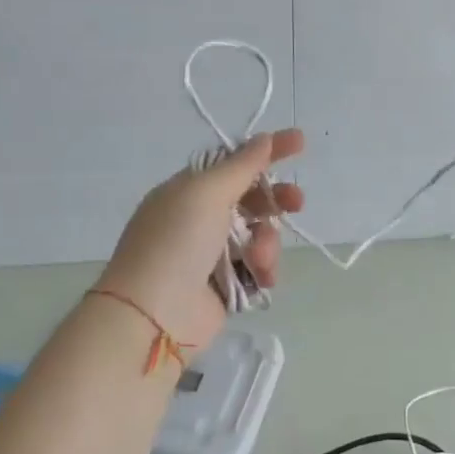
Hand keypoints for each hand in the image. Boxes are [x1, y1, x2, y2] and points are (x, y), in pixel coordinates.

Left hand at [97, 129, 304, 354]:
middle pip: (250, 200)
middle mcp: (199, 219)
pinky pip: (257, 268)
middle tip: (297, 202)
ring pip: (259, 236)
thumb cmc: (176, 242)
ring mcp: (211, 254)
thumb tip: (262, 139)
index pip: (233, 162)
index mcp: (188, 191)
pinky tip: (262, 278)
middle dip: (276, 200)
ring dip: (267, 243)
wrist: (154, 315)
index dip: (266, 151)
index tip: (300, 142)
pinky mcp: (224, 286)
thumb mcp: (206, 193)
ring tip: (259, 260)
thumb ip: (240, 166)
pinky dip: (263, 270)